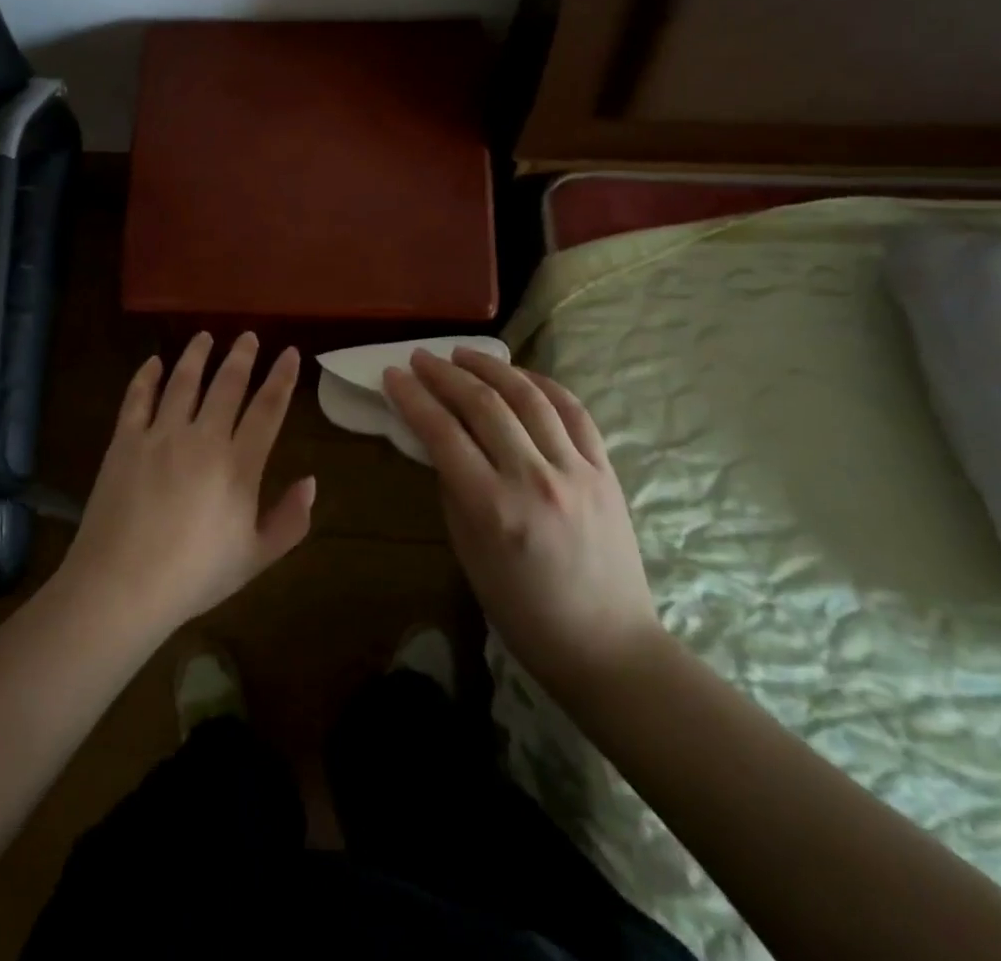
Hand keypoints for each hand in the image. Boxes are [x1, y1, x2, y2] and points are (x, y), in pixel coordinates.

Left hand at [57, 332, 314, 639]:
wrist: (121, 585)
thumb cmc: (194, 576)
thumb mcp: (255, 558)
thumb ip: (289, 520)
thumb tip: (311, 482)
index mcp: (238, 465)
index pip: (267, 409)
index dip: (281, 378)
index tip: (289, 352)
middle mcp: (202, 438)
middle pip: (227, 385)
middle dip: (241, 356)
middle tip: (248, 336)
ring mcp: (160, 435)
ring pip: (183, 381)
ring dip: (196, 355)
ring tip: (205, 337)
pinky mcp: (125, 441)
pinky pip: (137, 398)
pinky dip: (147, 376)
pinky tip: (154, 362)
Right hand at [384, 348, 660, 683]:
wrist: (608, 646)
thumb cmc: (524, 611)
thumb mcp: (469, 554)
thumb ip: (453, 490)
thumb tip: (440, 441)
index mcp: (493, 508)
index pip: (442, 433)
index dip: (413, 398)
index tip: (392, 375)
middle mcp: (534, 479)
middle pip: (484, 405)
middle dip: (445, 374)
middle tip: (420, 358)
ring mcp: (576, 471)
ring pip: (529, 397)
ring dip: (491, 367)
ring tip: (464, 353)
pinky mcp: (605, 470)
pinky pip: (573, 412)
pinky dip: (542, 384)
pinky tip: (519, 374)